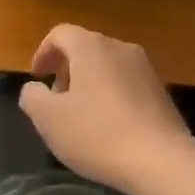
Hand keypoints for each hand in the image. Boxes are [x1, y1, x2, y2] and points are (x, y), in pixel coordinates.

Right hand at [17, 24, 194, 194]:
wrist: (161, 160)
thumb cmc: (98, 134)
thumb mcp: (50, 119)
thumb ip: (33, 98)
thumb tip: (34, 89)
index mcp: (90, 46)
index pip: (60, 33)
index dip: (43, 52)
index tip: (37, 77)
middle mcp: (118, 47)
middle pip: (85, 47)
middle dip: (66, 69)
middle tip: (56, 99)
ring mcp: (144, 67)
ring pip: (107, 65)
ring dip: (89, 82)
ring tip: (81, 115)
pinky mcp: (160, 90)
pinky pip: (126, 82)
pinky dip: (111, 94)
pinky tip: (109, 126)